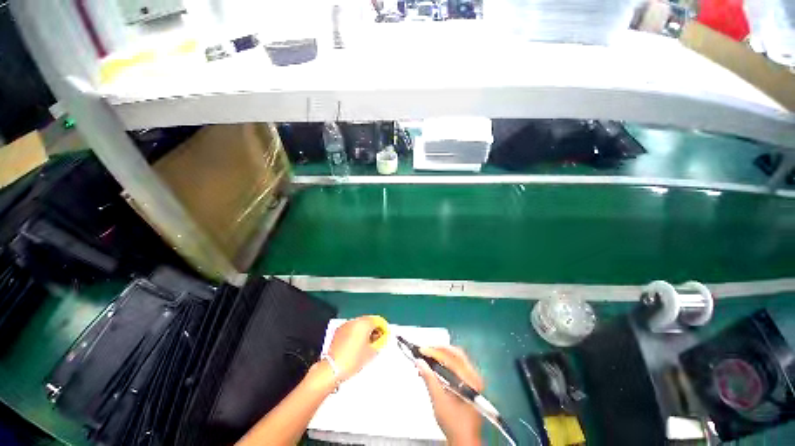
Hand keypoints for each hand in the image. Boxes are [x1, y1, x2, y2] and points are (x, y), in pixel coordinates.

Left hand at [327, 316, 380, 381]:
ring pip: (359, 324)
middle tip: (377, 341)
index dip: (383, 328)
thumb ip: (379, 343)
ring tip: (366, 344)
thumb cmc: (353, 360)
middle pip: (368, 320)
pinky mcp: (339, 331)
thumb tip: (381, 340)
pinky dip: (355, 333)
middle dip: (374, 329)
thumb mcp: (371, 353)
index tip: (385, 336)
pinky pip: (351, 328)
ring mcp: (346, 325)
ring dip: (364, 331)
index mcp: (364, 323)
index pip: (378, 320)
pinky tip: (356, 344)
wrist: (332, 368)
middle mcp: (355, 321)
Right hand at [417, 346, 483, 445]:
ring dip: (441, 356)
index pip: (451, 357)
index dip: (435, 351)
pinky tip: (434, 367)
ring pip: (456, 358)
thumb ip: (429, 378)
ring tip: (427, 358)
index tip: (421, 350)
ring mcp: (473, 379)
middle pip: (456, 353)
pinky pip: (456, 365)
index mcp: (469, 379)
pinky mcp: (469, 382)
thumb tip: (419, 362)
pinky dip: (444, 363)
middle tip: (424, 350)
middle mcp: (474, 375)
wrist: (464, 440)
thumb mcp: (438, 400)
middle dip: (438, 350)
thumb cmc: (453, 422)